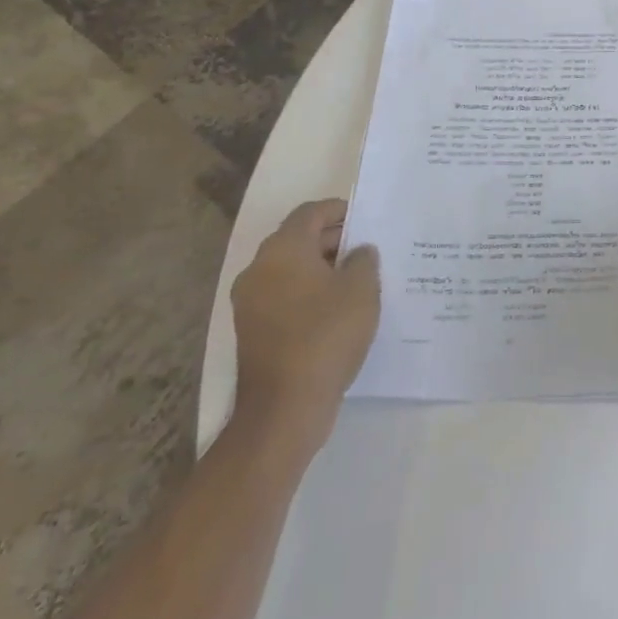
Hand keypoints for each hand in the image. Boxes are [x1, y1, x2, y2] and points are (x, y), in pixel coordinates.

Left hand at [230, 199, 380, 458]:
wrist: (284, 407)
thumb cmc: (327, 335)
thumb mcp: (362, 289)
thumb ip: (364, 260)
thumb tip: (358, 252)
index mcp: (283, 250)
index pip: (310, 213)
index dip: (339, 210)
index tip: (366, 219)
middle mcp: (259, 269)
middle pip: (298, 239)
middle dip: (333, 240)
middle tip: (367, 250)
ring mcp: (250, 302)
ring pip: (290, 269)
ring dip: (321, 268)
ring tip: (357, 280)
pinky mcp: (252, 330)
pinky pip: (284, 295)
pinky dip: (308, 292)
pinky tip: (337, 309)